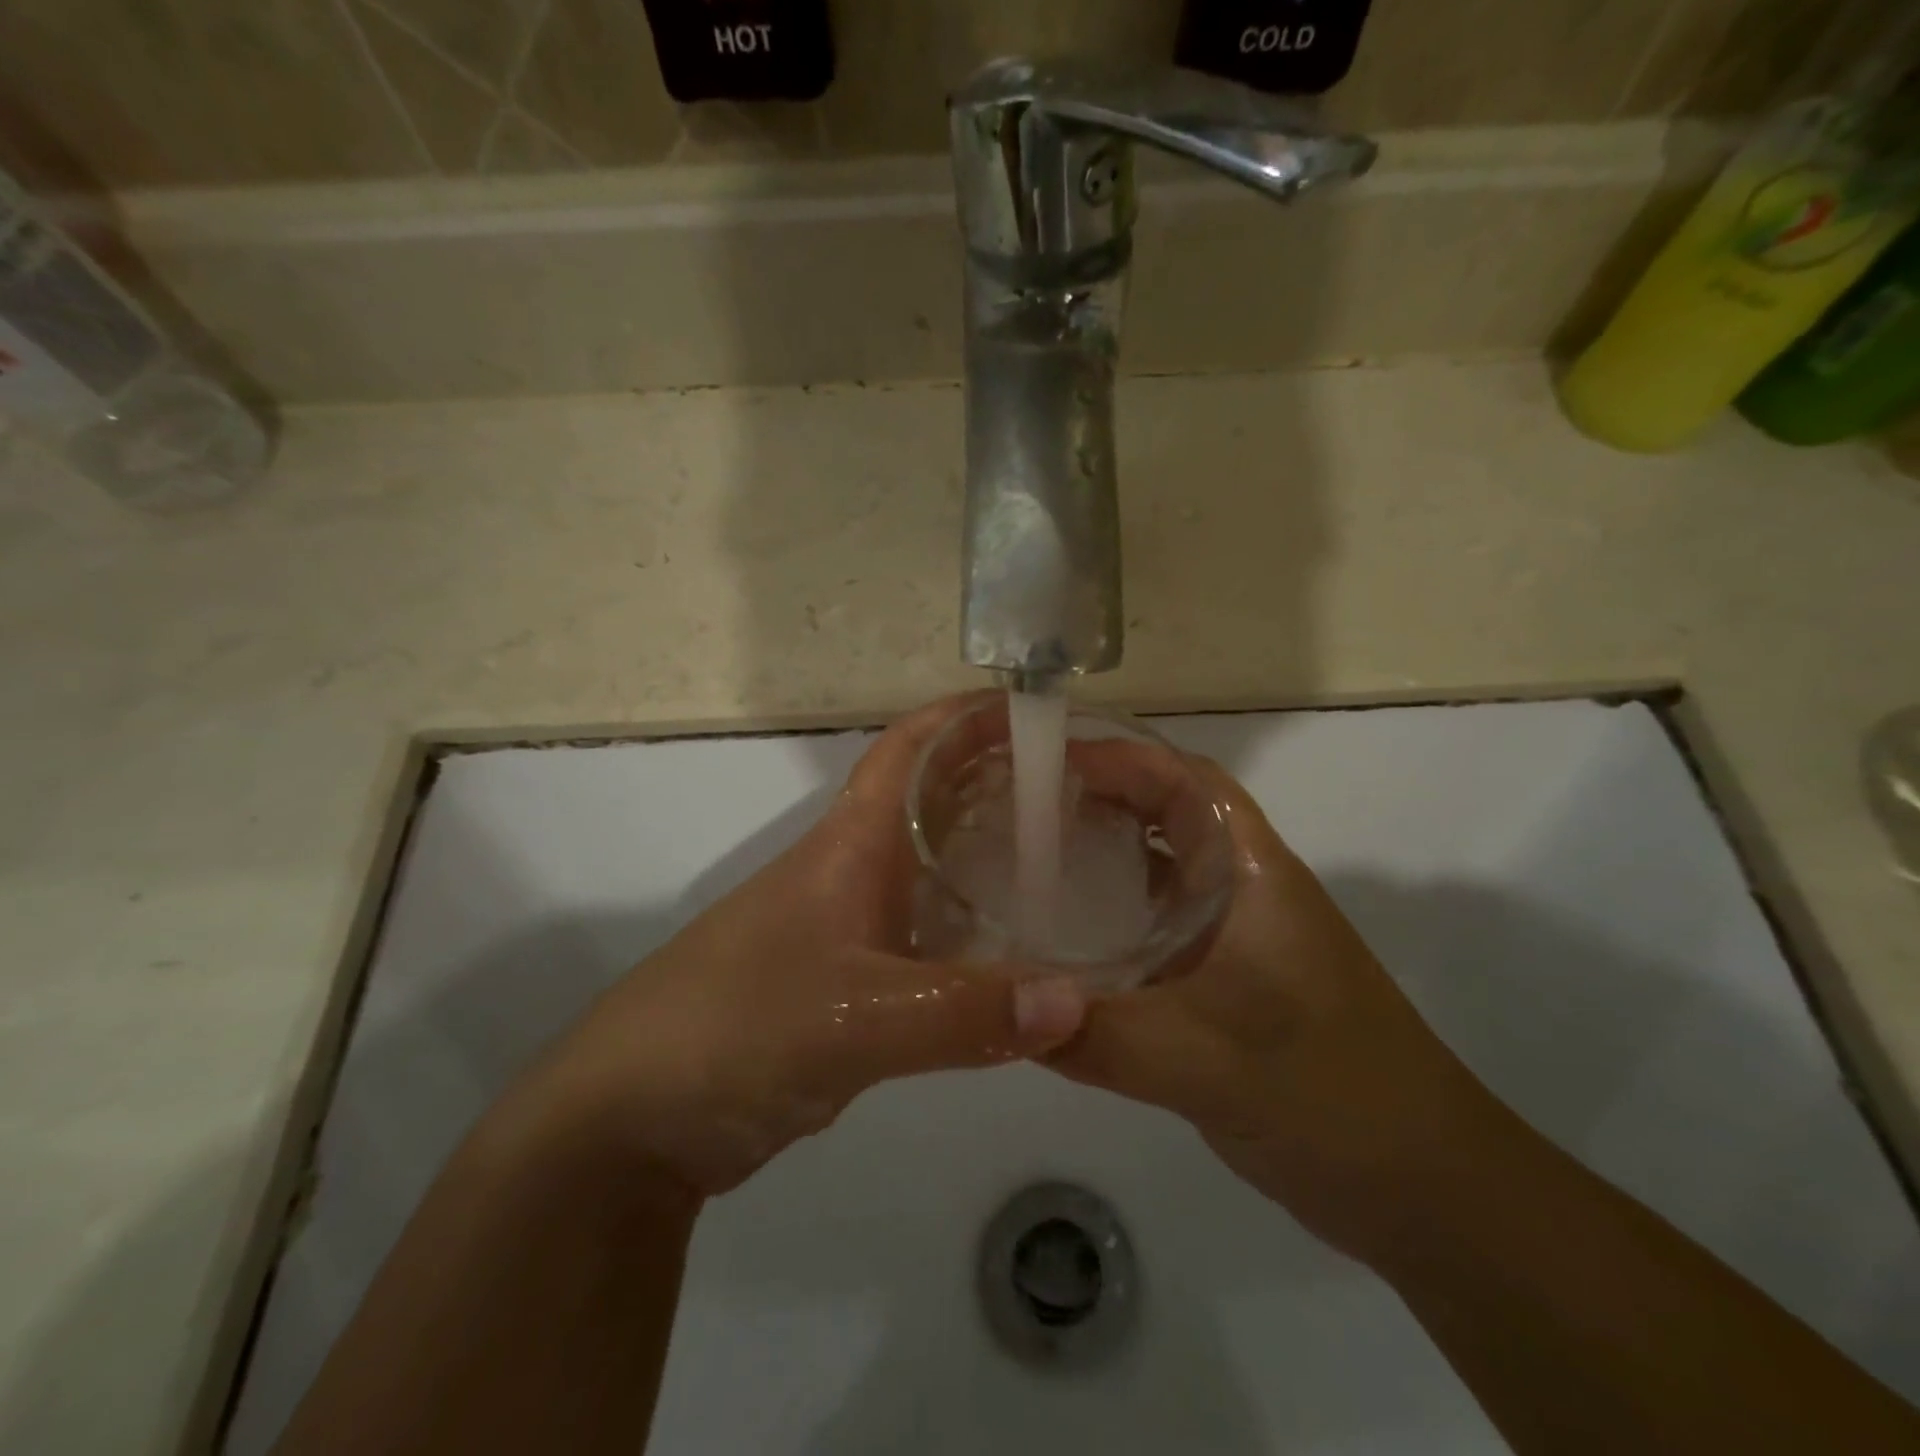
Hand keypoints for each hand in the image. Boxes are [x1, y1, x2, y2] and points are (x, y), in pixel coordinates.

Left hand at [494, 693, 1088, 1197]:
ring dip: (992, 853)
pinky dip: (977, 928)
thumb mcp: (855, 1018)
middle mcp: (855, 869)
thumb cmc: (735, 1028)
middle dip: (1001, 779)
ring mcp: (852, 925)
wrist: (634, 1114)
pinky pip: (931, 934)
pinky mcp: (853, 980)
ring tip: (1074, 857)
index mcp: (851, 843)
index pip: (911, 748)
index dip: (966, 716)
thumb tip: (1079, 1002)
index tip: (1040, 708)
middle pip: (935, 800)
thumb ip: (965, 1012)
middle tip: (1086, 787)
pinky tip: (1022, 949)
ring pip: (936, 868)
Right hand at [1047, 759, 1505, 1264]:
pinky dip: (1109, 915)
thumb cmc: (1330, 1095)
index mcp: (1251, 874)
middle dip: (1096, 797)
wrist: (1422, 1184)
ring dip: (1101, 853)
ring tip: (1023, 859)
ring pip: (1158, 869)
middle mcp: (1241, 890)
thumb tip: (1002, 1010)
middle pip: (1165, 814)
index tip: (1043, 762)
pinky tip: (1061, 941)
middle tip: (1016, 808)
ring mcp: (1234, 936)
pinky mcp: (1223, 981)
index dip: (1119, 757)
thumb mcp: (1205, 1062)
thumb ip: (1098, 1036)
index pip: (1186, 781)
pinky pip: (1154, 925)